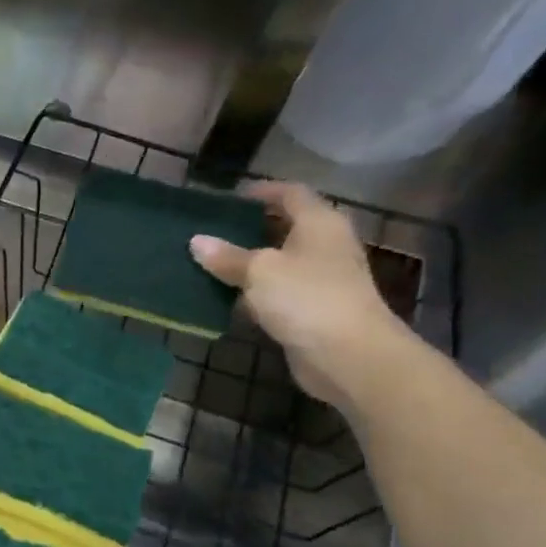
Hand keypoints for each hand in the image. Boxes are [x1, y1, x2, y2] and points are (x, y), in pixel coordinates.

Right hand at [188, 181, 411, 409]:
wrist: (348, 355)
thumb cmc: (306, 298)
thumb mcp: (260, 272)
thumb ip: (227, 256)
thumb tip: (196, 241)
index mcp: (319, 223)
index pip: (291, 194)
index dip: (263, 191)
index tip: (231, 197)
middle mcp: (325, 246)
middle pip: (286, 227)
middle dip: (252, 228)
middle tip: (214, 230)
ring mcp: (321, 279)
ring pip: (279, 262)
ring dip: (249, 263)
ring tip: (211, 263)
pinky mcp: (312, 309)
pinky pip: (277, 292)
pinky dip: (254, 292)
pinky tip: (227, 298)